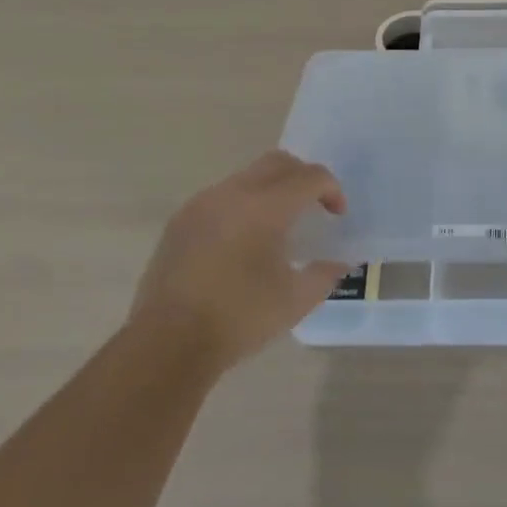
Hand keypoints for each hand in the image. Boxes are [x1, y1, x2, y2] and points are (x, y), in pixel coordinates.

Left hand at [128, 151, 350, 374]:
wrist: (166, 343)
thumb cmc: (238, 319)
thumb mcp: (294, 301)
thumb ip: (324, 275)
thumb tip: (340, 263)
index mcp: (266, 207)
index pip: (309, 177)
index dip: (331, 189)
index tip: (337, 214)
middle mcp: (233, 193)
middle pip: (278, 162)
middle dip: (303, 176)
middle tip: (314, 205)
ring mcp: (202, 204)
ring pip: (247, 177)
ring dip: (271, 189)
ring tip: (278, 224)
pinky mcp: (180, 221)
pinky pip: (221, 196)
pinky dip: (242, 205)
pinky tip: (242, 240)